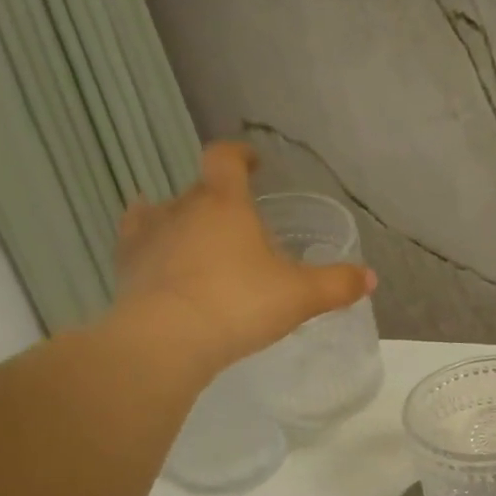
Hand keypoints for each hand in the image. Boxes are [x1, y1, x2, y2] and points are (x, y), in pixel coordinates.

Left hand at [113, 141, 374, 373]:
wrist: (168, 339)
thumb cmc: (240, 304)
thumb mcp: (300, 297)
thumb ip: (336, 284)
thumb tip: (369, 277)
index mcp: (225, 203)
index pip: (226, 159)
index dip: (240, 155)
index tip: (252, 162)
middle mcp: (182, 207)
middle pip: (200, 190)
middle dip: (220, 202)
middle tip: (240, 229)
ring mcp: (148, 234)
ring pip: (163, 212)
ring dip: (181, 222)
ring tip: (196, 241)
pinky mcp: (126, 265)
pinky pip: (136, 242)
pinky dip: (149, 245)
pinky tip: (158, 258)